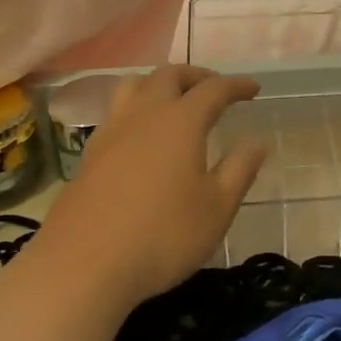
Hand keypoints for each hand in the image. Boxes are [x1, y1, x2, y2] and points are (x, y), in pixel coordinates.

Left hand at [31, 65, 265, 313]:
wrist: (83, 265)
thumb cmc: (162, 235)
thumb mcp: (216, 208)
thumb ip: (239, 170)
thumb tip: (257, 142)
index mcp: (181, 121)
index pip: (214, 89)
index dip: (236, 85)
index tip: (253, 89)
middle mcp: (144, 114)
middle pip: (169, 75)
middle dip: (196, 76)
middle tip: (214, 88)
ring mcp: (111, 131)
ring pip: (134, 85)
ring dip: (159, 83)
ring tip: (174, 100)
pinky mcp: (89, 154)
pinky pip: (116, 112)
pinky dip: (136, 108)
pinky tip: (141, 135)